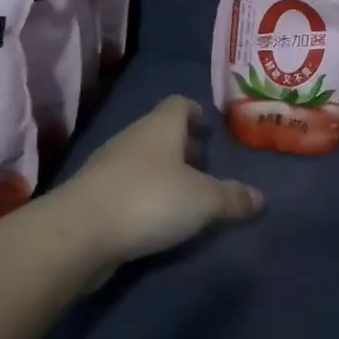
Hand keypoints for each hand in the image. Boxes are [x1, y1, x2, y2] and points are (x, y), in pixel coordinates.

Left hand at [54, 95, 263, 264]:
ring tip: (184, 195)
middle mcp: (133, 139)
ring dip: (161, 173)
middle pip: (160, 132)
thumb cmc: (149, 200)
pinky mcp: (92, 196)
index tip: (207, 125)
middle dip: (181, 146)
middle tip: (203, 165)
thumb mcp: (204, 201)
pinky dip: (142, 196)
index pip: (178, 104)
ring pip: (142, 160)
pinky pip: (125, 187)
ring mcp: (107, 166)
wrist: (78, 234)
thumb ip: (233, 198)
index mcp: (160, 127)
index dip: (194, 111)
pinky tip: (155, 218)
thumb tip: (260, 198)